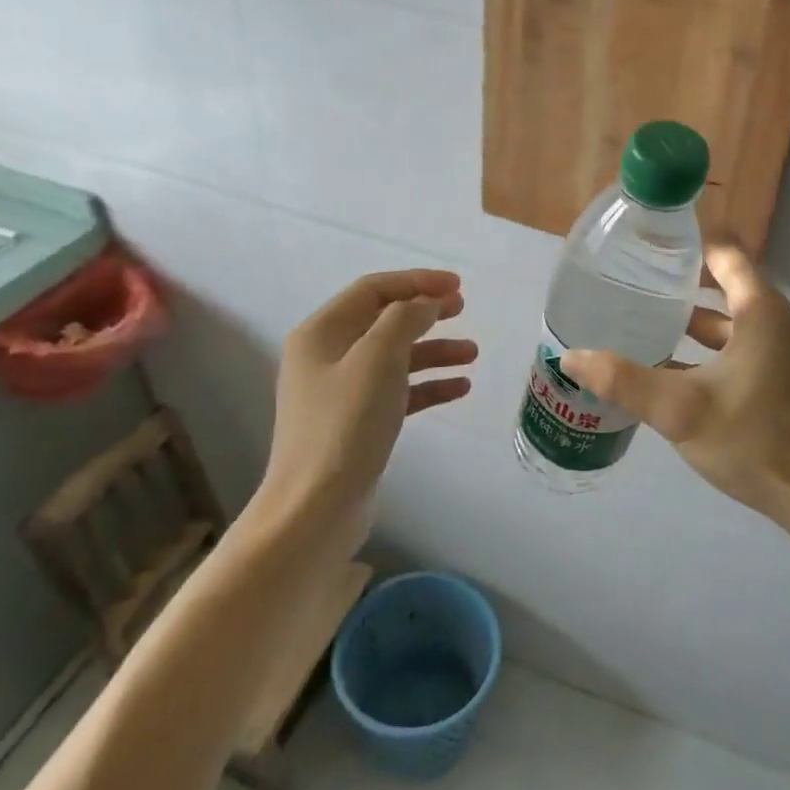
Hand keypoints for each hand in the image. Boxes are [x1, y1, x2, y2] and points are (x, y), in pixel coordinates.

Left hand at [254, 269, 474, 526]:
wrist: (317, 507)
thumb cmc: (346, 425)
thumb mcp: (378, 359)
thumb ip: (404, 320)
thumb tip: (425, 302)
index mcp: (321, 332)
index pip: (373, 290)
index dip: (416, 282)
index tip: (458, 286)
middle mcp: (326, 356)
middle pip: (383, 320)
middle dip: (426, 312)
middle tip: (464, 310)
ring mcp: (340, 391)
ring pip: (394, 357)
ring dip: (433, 350)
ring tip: (472, 353)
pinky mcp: (356, 423)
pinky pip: (397, 391)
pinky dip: (427, 385)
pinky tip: (459, 388)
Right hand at [560, 244, 789, 527]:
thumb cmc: (754, 440)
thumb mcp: (680, 409)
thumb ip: (624, 381)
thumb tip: (570, 356)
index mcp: (759, 311)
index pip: (724, 252)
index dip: (687, 242)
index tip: (645, 241)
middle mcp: (771, 322)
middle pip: (721, 284)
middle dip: (676, 281)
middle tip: (628, 279)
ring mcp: (775, 353)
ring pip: (723, 323)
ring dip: (684, 320)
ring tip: (635, 318)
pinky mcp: (772, 381)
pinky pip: (730, 350)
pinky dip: (698, 351)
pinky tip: (661, 367)